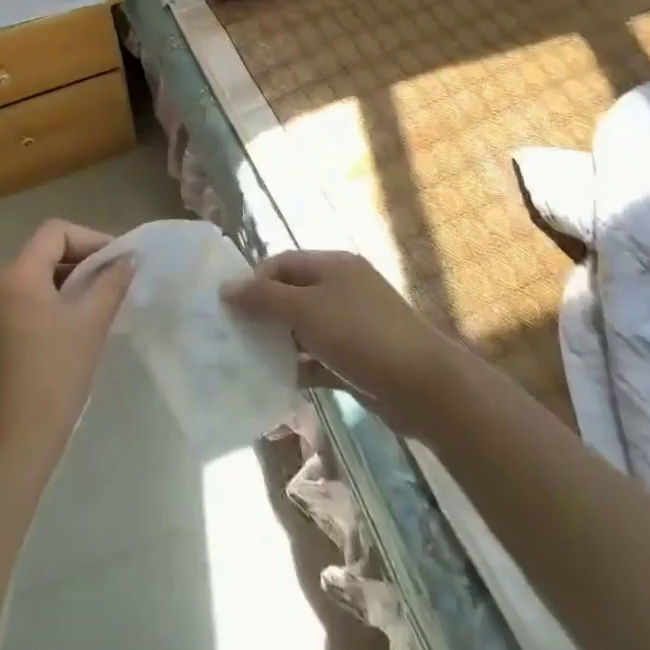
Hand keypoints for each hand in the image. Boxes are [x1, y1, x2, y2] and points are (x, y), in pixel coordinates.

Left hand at [0, 219, 134, 491]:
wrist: (9, 448)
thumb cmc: (53, 379)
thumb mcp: (90, 326)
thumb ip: (111, 284)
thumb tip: (130, 259)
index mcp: (16, 275)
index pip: (56, 232)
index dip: (91, 239)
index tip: (119, 262)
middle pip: (44, 252)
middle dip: (82, 261)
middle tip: (116, 282)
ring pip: (36, 278)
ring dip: (69, 283)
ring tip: (100, 304)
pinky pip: (25, 302)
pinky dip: (52, 303)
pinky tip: (75, 327)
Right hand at [225, 251, 453, 419]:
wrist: (424, 386)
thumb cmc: (361, 335)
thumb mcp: (306, 311)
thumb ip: (264, 298)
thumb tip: (226, 287)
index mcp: (332, 265)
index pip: (282, 263)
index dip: (254, 281)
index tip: (230, 308)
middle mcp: (342, 288)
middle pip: (292, 294)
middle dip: (263, 313)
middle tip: (235, 336)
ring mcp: (352, 324)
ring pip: (304, 328)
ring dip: (279, 342)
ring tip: (249, 361)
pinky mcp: (358, 359)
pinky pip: (319, 357)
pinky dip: (299, 366)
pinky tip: (277, 383)